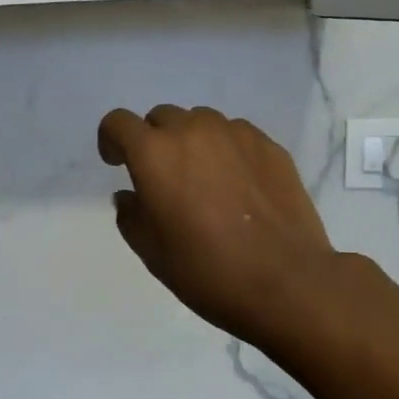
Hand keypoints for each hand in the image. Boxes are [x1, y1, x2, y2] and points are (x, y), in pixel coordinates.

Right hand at [97, 105, 342, 348]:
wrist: (286, 281)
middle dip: (154, 141)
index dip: (112, 140)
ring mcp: (236, 133)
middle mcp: (193, 130)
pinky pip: (236, 134)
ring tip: (206, 181)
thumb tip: (130, 195)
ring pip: (202, 122)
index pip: (119, 123)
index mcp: (155, 154)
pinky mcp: (269, 144)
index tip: (118, 164)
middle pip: (162, 118)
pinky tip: (239, 187)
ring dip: (193, 142)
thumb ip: (131, 215)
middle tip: (165, 179)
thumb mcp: (153, 253)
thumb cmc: (208, 272)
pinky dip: (227, 150)